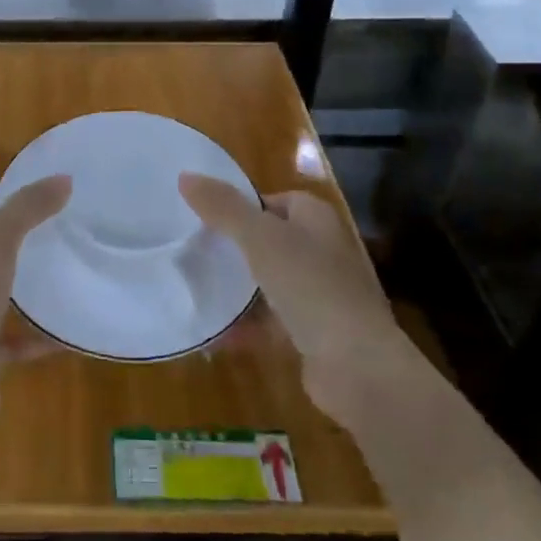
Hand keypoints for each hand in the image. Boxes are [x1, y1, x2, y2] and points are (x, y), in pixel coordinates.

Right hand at [180, 173, 404, 427]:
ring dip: (239, 287)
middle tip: (196, 248)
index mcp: (317, 221)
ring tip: (197, 285)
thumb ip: (223, 207)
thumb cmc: (310, 286)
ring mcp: (320, 296)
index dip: (247, 204)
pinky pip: (270, 323)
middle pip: (272, 241)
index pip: (279, 200)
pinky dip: (244, 326)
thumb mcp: (260, 238)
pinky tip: (213, 332)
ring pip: (270, 283)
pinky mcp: (312, 334)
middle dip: (237, 245)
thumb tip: (185, 176)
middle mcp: (323, 253)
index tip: (208, 214)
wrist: (355, 364)